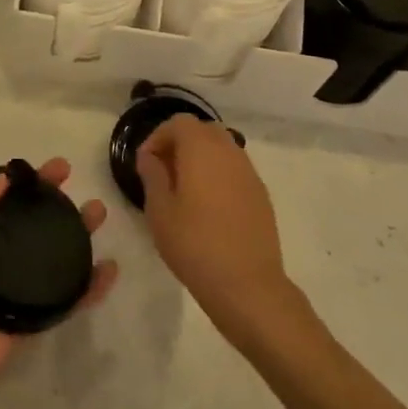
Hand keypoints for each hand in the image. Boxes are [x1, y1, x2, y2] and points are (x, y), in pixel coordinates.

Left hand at [0, 158, 116, 408]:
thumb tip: (5, 179)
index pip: (2, 201)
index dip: (26, 184)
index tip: (54, 169)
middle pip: (30, 226)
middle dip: (54, 205)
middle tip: (80, 188)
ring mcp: (12, 292)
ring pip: (50, 258)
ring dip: (75, 237)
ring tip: (99, 215)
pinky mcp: (28, 324)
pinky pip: (63, 301)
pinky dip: (87, 287)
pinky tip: (108, 271)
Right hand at [137, 116, 289, 330]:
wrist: (248, 286)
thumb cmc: (195, 245)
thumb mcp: (159, 211)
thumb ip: (152, 175)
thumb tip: (150, 157)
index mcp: (201, 149)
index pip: (178, 123)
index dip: (158, 137)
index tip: (146, 163)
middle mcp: (229, 152)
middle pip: (203, 130)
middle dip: (180, 143)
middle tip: (164, 172)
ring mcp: (249, 173)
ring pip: (222, 148)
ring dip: (201, 158)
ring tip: (185, 190)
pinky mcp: (261, 194)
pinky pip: (235, 170)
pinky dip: (219, 175)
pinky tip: (209, 207)